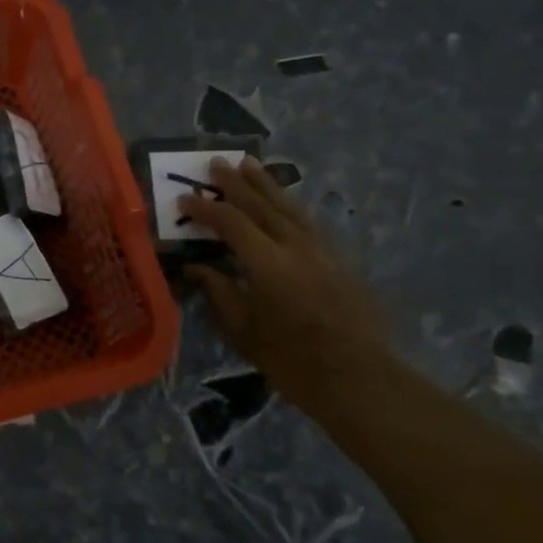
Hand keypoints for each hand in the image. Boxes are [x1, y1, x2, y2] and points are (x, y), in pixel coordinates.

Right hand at [177, 159, 393, 411]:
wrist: (359, 379)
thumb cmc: (292, 361)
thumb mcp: (244, 330)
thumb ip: (219, 292)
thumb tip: (196, 268)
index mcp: (269, 263)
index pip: (231, 222)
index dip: (205, 208)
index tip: (183, 199)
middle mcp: (297, 247)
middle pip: (263, 205)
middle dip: (236, 183)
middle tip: (216, 163)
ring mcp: (322, 251)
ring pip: (290, 207)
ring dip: (266, 185)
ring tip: (249, 164)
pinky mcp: (339, 260)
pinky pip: (307, 222)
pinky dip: (287, 205)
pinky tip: (281, 203)